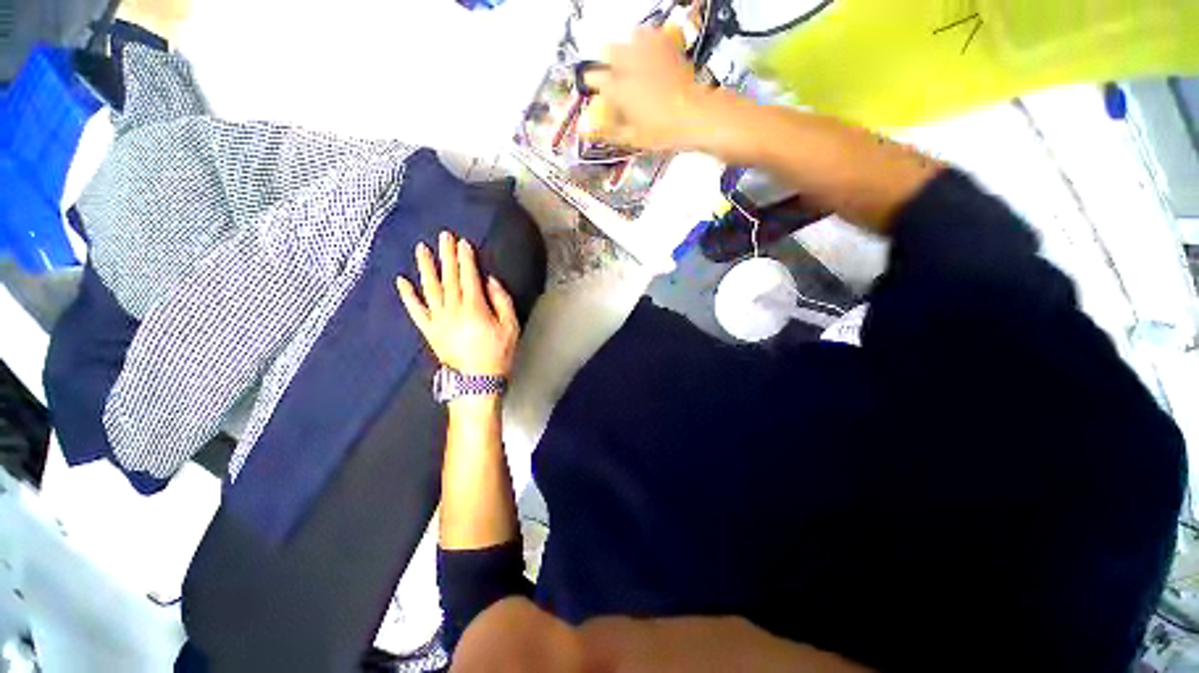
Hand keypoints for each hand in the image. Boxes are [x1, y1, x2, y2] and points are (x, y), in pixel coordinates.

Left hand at [396, 232, 518, 376]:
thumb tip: (490, 281)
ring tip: (422, 249)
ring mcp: (438, 320)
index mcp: (474, 308)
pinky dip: (408, 296)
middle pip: (449, 278)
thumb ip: (502, 301)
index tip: (463, 242)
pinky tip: (402, 282)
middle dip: (447, 255)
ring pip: (430, 288)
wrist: (476, 382)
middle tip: (443, 236)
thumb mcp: (511, 327)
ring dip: (426, 268)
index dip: (466, 259)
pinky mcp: (429, 330)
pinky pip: (416, 310)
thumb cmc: (498, 354)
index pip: (469, 277)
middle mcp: (453, 309)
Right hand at [583, 27, 708, 150]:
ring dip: (628, 44)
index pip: (597, 80)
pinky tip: (651, 45)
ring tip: (630, 53)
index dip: (592, 81)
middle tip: (609, 65)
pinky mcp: (670, 50)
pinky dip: (650, 39)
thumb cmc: (662, 132)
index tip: (591, 82)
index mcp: (620, 90)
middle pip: (610, 50)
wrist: (696, 116)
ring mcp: (651, 54)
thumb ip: (613, 131)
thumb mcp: (634, 139)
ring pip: (632, 38)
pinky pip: (656, 36)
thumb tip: (595, 130)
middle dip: (607, 57)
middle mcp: (631, 66)